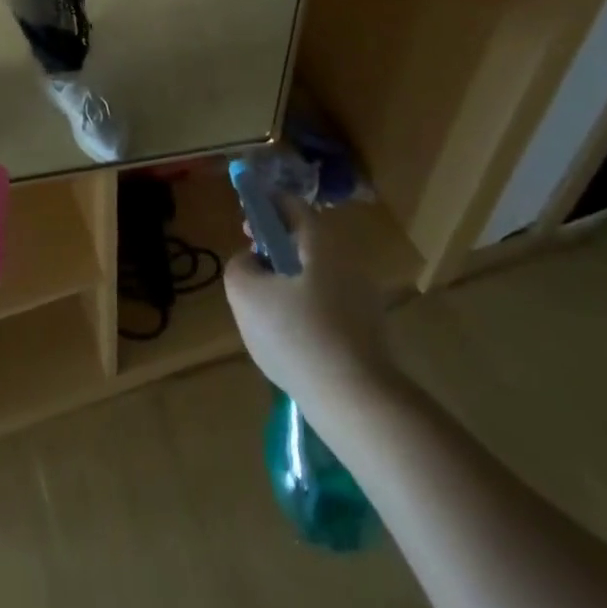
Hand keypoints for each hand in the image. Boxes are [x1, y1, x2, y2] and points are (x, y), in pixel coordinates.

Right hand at [224, 210, 396, 405]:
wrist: (357, 402)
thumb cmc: (297, 336)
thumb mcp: (245, 293)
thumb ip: (238, 265)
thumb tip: (251, 261)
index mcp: (320, 242)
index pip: (290, 204)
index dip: (264, 207)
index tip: (245, 226)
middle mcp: (346, 260)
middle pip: (304, 240)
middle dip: (275, 247)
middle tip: (252, 268)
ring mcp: (362, 297)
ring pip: (315, 274)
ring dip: (289, 280)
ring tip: (267, 310)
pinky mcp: (368, 331)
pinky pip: (328, 304)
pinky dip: (306, 309)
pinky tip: (292, 339)